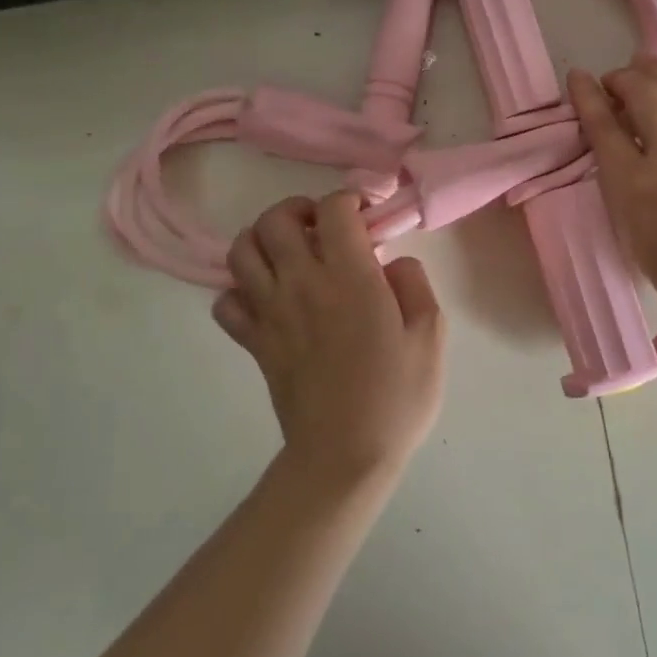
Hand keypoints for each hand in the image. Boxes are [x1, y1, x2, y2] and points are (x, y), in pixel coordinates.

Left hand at [213, 193, 445, 482]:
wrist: (344, 457)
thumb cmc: (395, 397)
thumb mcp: (430, 335)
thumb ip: (414, 283)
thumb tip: (392, 262)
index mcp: (350, 277)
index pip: (333, 208)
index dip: (349, 199)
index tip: (365, 215)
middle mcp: (302, 283)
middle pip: (275, 219)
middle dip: (299, 209)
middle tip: (322, 227)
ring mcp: (271, 312)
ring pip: (242, 250)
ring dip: (263, 240)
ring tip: (290, 253)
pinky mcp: (254, 341)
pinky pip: (226, 301)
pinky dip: (240, 291)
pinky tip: (267, 298)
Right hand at [567, 58, 656, 343]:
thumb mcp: (637, 241)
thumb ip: (625, 195)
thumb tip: (624, 164)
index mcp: (635, 184)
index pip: (602, 124)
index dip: (585, 95)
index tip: (578, 77)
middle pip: (641, 92)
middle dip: (623, 77)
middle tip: (618, 80)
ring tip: (651, 72)